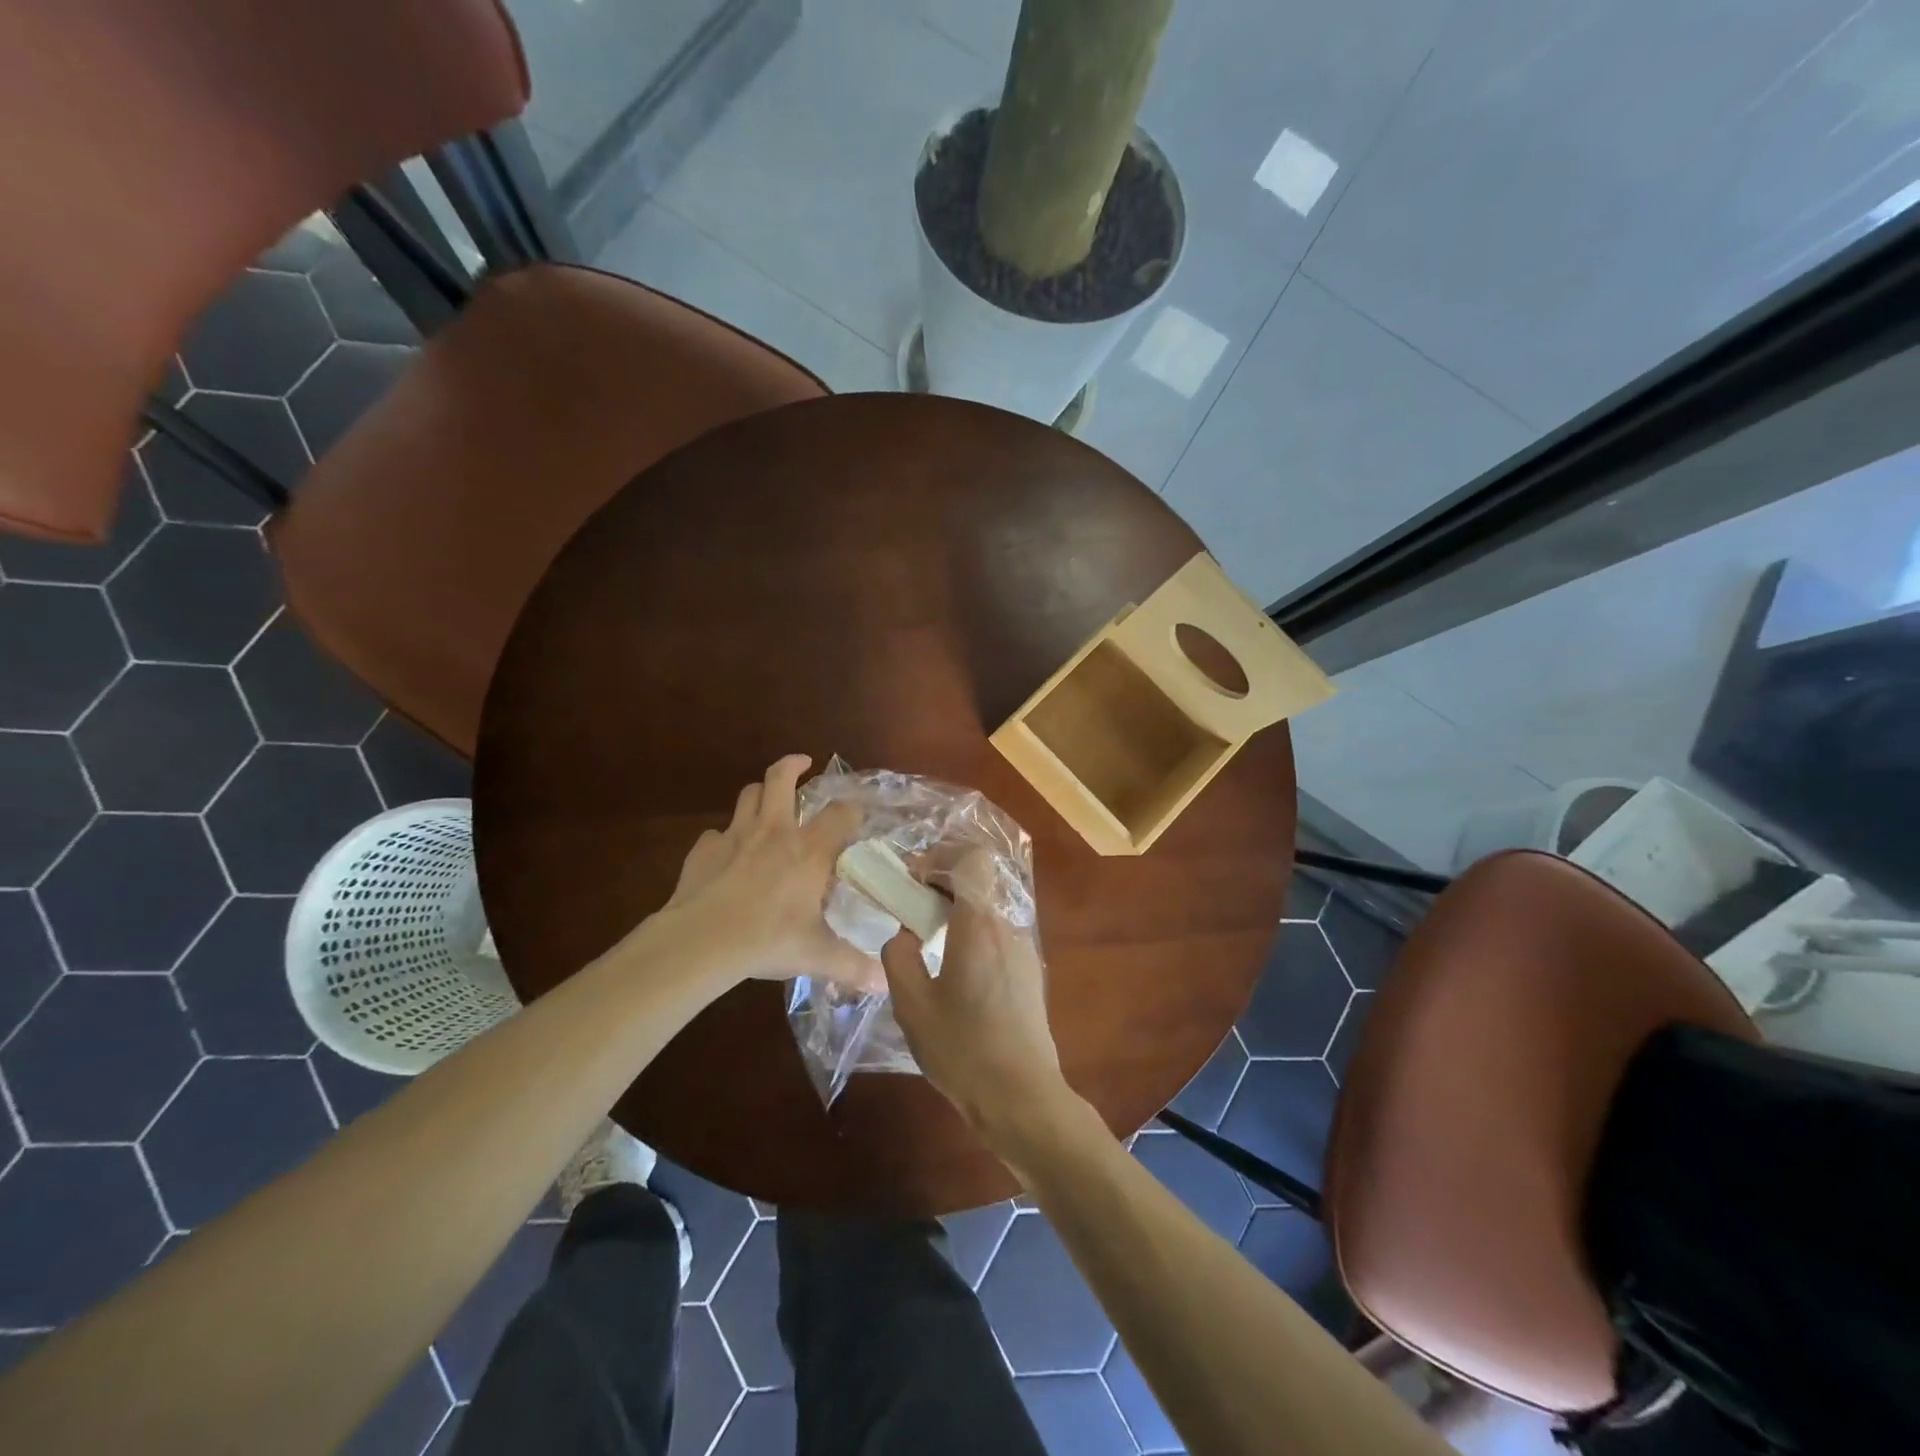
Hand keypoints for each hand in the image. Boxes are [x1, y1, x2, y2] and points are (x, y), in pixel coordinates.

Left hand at [656, 755, 879, 991]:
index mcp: (809, 850)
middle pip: (781, 779)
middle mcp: (774, 832)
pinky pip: (716, 834)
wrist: (701, 941)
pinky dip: (724, 838)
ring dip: (760, 792)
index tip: (856, 815)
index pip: (840, 813)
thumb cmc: (768, 939)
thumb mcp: (817, 955)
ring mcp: (735, 836)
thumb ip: (853, 966)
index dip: (852, 809)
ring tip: (767, 799)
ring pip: (748, 795)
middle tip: (802, 764)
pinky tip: (726, 855)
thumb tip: (884, 984)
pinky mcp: (703, 851)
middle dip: (792, 765)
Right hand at [880, 851, 1077, 1152]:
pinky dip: (971, 940)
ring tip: (927, 950)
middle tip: (909, 914)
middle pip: (976, 885)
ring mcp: (1023, 951)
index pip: (971, 860)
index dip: (940, 857)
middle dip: (940, 888)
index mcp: (978, 925)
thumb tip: (904, 934)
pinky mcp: (1029, 974)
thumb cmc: (963, 1050)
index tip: (913, 879)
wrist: (1022, 1097)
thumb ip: (898, 957)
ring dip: (955, 917)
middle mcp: (1007, 927)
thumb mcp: (912, 1006)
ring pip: (985, 914)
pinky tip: (954, 978)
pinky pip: (996, 939)